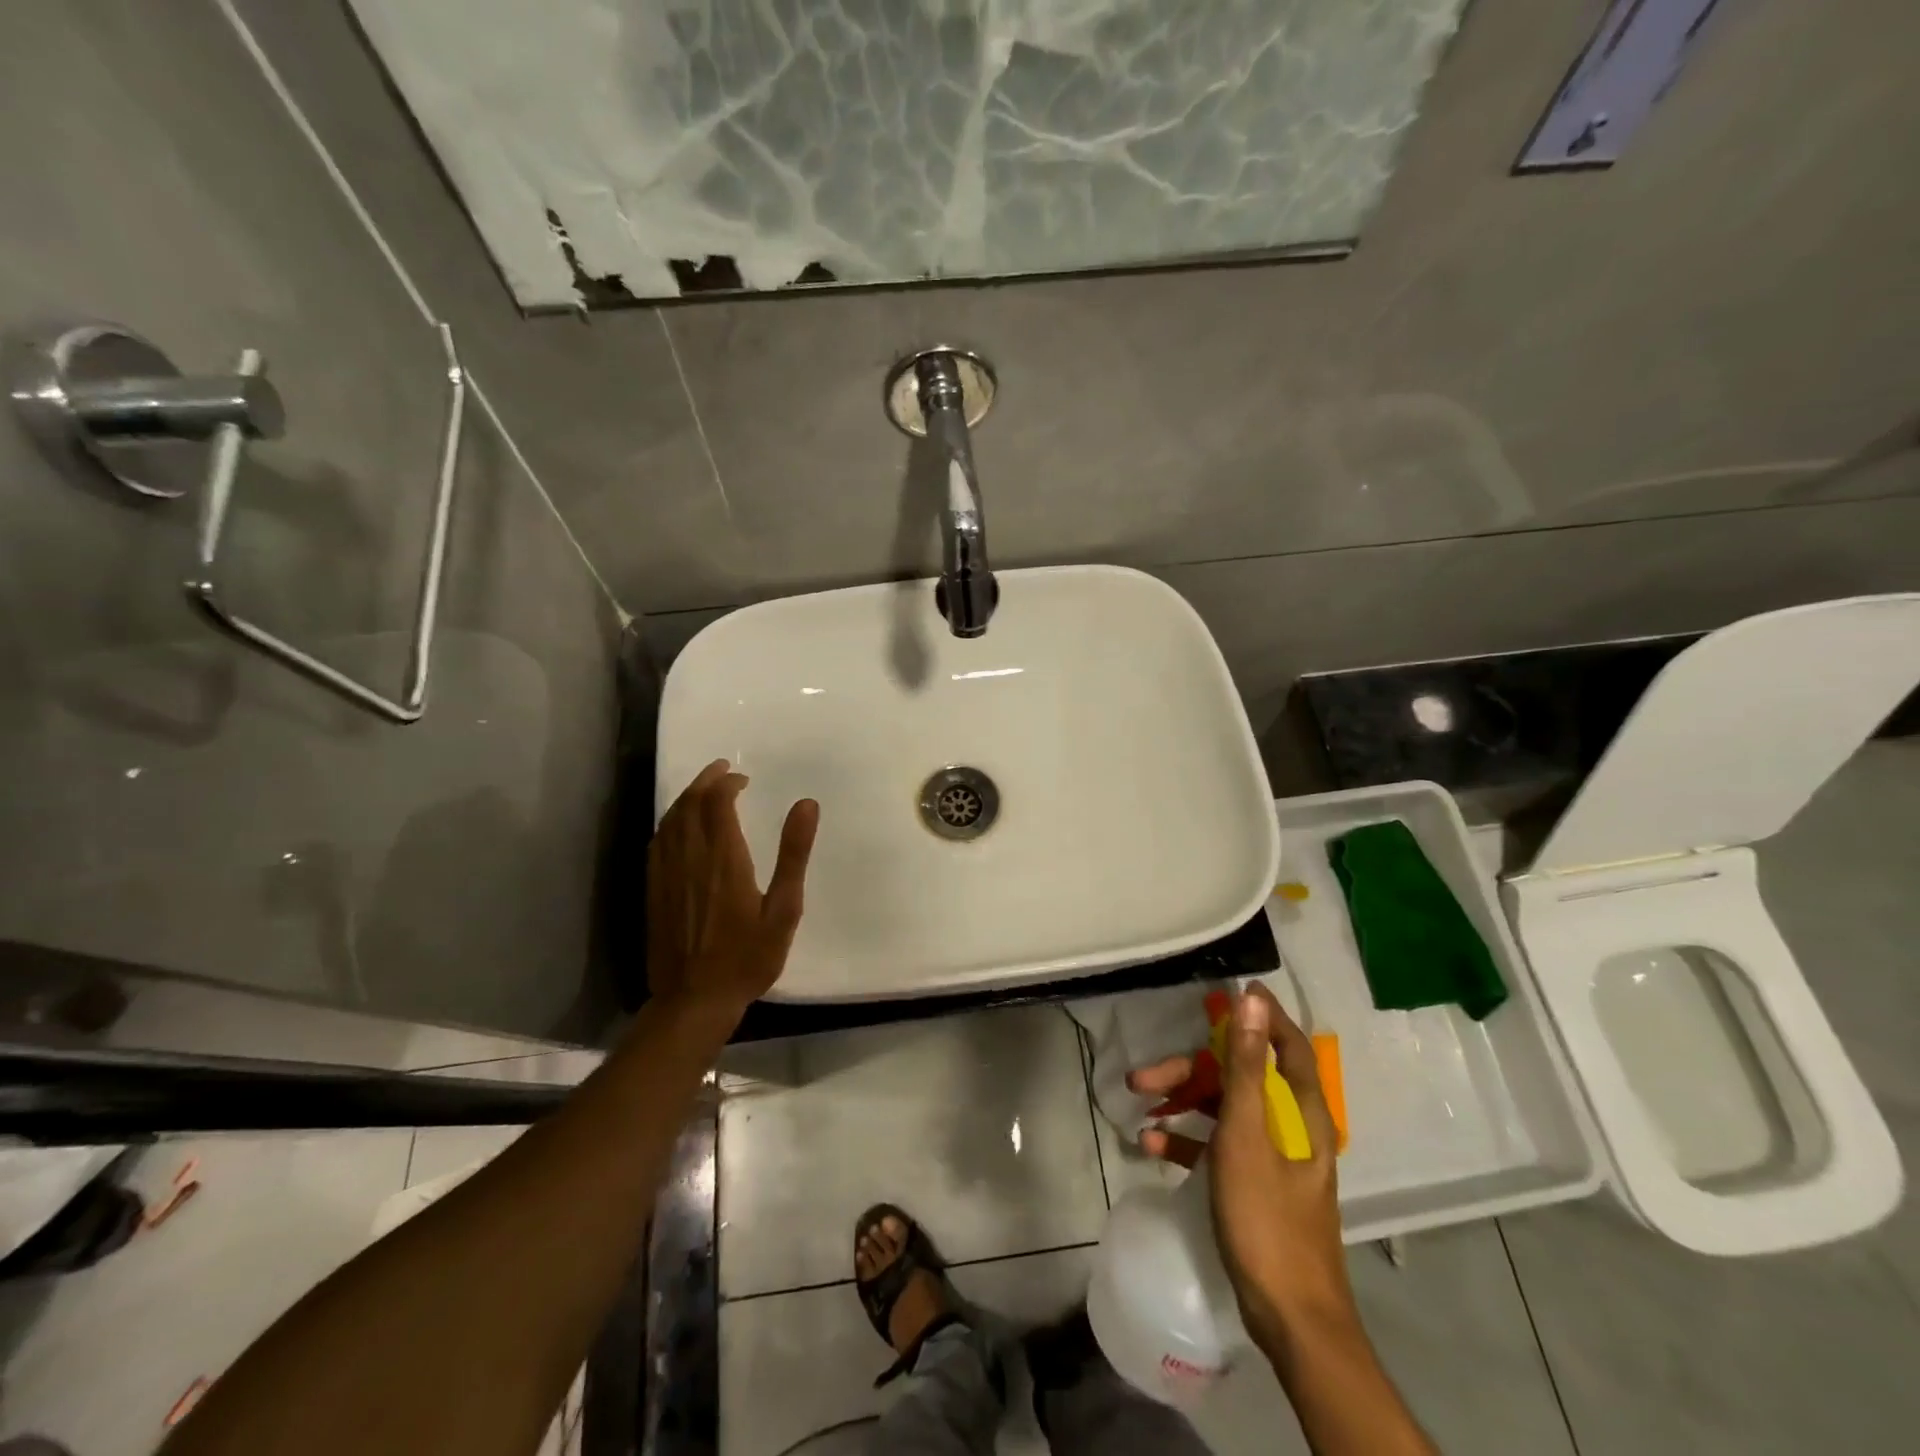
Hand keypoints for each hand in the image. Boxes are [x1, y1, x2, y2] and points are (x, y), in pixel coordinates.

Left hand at [646, 759, 818, 1020]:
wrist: (694, 1000)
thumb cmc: (748, 957)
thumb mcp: (784, 909)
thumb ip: (793, 854)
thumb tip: (806, 804)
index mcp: (724, 858)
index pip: (718, 803)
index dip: (728, 784)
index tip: (744, 780)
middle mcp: (690, 858)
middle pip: (690, 804)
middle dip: (705, 781)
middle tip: (722, 769)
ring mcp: (666, 874)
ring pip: (670, 820)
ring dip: (686, 797)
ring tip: (703, 789)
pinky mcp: (653, 890)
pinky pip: (657, 842)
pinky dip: (670, 822)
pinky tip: (678, 826)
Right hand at [1128, 984, 1351, 1351]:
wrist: (1290, 1319)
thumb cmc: (1268, 1220)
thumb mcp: (1246, 1136)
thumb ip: (1244, 1066)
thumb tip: (1252, 1001)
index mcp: (1301, 1112)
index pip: (1287, 1045)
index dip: (1262, 1016)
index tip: (1229, 993)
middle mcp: (1291, 1126)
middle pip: (1240, 1077)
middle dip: (1192, 1069)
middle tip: (1144, 1076)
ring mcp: (1273, 1157)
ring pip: (1224, 1109)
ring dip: (1183, 1103)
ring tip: (1140, 1106)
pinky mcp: (1255, 1184)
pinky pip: (1218, 1147)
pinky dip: (1187, 1140)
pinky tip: (1151, 1145)